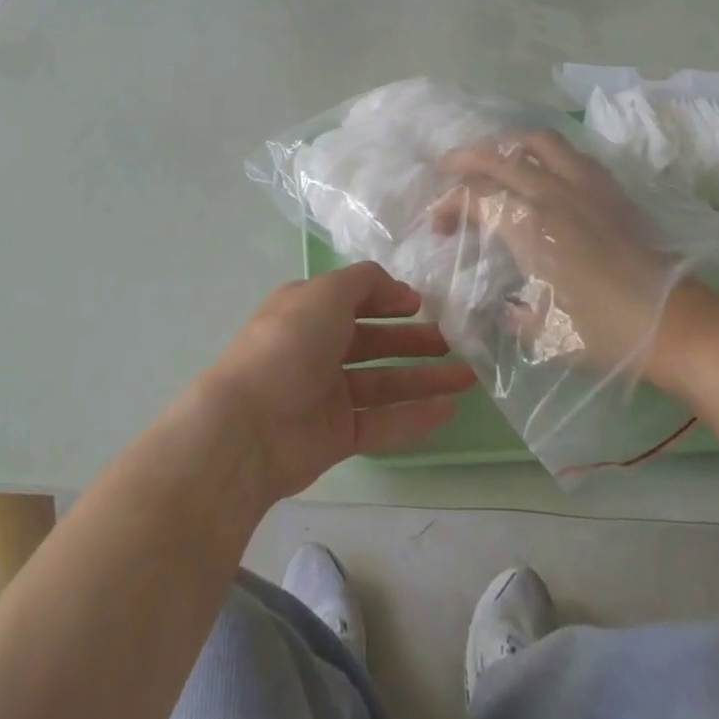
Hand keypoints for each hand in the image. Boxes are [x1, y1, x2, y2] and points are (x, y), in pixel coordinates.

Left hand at [196, 264, 477, 504]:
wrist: (249, 425)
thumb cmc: (288, 343)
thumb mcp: (326, 293)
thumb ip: (365, 282)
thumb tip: (398, 287)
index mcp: (307, 310)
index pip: (353, 299)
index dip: (387, 299)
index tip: (423, 304)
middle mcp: (317, 347)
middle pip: (374, 342)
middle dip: (414, 340)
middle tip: (456, 341)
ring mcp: (327, 393)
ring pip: (384, 383)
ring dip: (424, 378)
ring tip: (468, 376)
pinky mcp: (337, 436)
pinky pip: (382, 423)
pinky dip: (413, 416)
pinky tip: (448, 409)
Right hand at [432, 128, 718, 388]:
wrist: (678, 325)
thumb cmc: (606, 333)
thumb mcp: (543, 333)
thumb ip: (509, 313)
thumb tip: (496, 305)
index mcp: (528, 227)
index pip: (473, 197)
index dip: (446, 205)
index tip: (437, 225)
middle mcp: (551, 193)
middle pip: (495, 155)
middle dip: (462, 159)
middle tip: (445, 170)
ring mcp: (583, 184)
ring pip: (535, 140)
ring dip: (505, 143)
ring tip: (494, 157)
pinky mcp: (610, 188)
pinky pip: (570, 153)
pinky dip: (545, 152)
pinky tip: (543, 169)